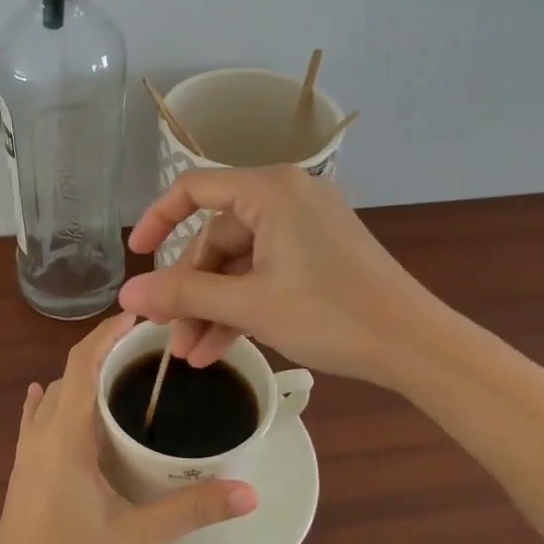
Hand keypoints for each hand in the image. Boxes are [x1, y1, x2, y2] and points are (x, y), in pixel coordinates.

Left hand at [0, 312, 257, 543]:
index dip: (107, 333)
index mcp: (66, 435)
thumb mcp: (139, 537)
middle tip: (144, 349)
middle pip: (70, 374)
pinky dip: (49, 400)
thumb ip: (193, 510)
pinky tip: (47, 396)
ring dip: (80, 377)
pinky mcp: (20, 470)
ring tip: (117, 375)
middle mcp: (41, 433)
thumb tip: (248, 492)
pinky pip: (34, 419)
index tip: (137, 315)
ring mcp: (25, 452)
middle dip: (102, 352)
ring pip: (53, 396)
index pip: (83, 363)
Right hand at [119, 166, 427, 381]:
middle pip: (216, 236)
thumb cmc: (330, 315)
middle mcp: (286, 196)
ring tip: (192, 355)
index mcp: (269, 190)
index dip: (157, 219)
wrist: (417, 346)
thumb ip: (183, 296)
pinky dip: (243, 304)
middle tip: (170, 334)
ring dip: (213, 306)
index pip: (193, 189)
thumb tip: (126, 296)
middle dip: (191, 290)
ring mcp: (305, 226)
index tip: (136, 256)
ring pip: (239, 261)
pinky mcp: (319, 252)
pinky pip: (265, 270)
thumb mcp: (249, 305)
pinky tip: (220, 348)